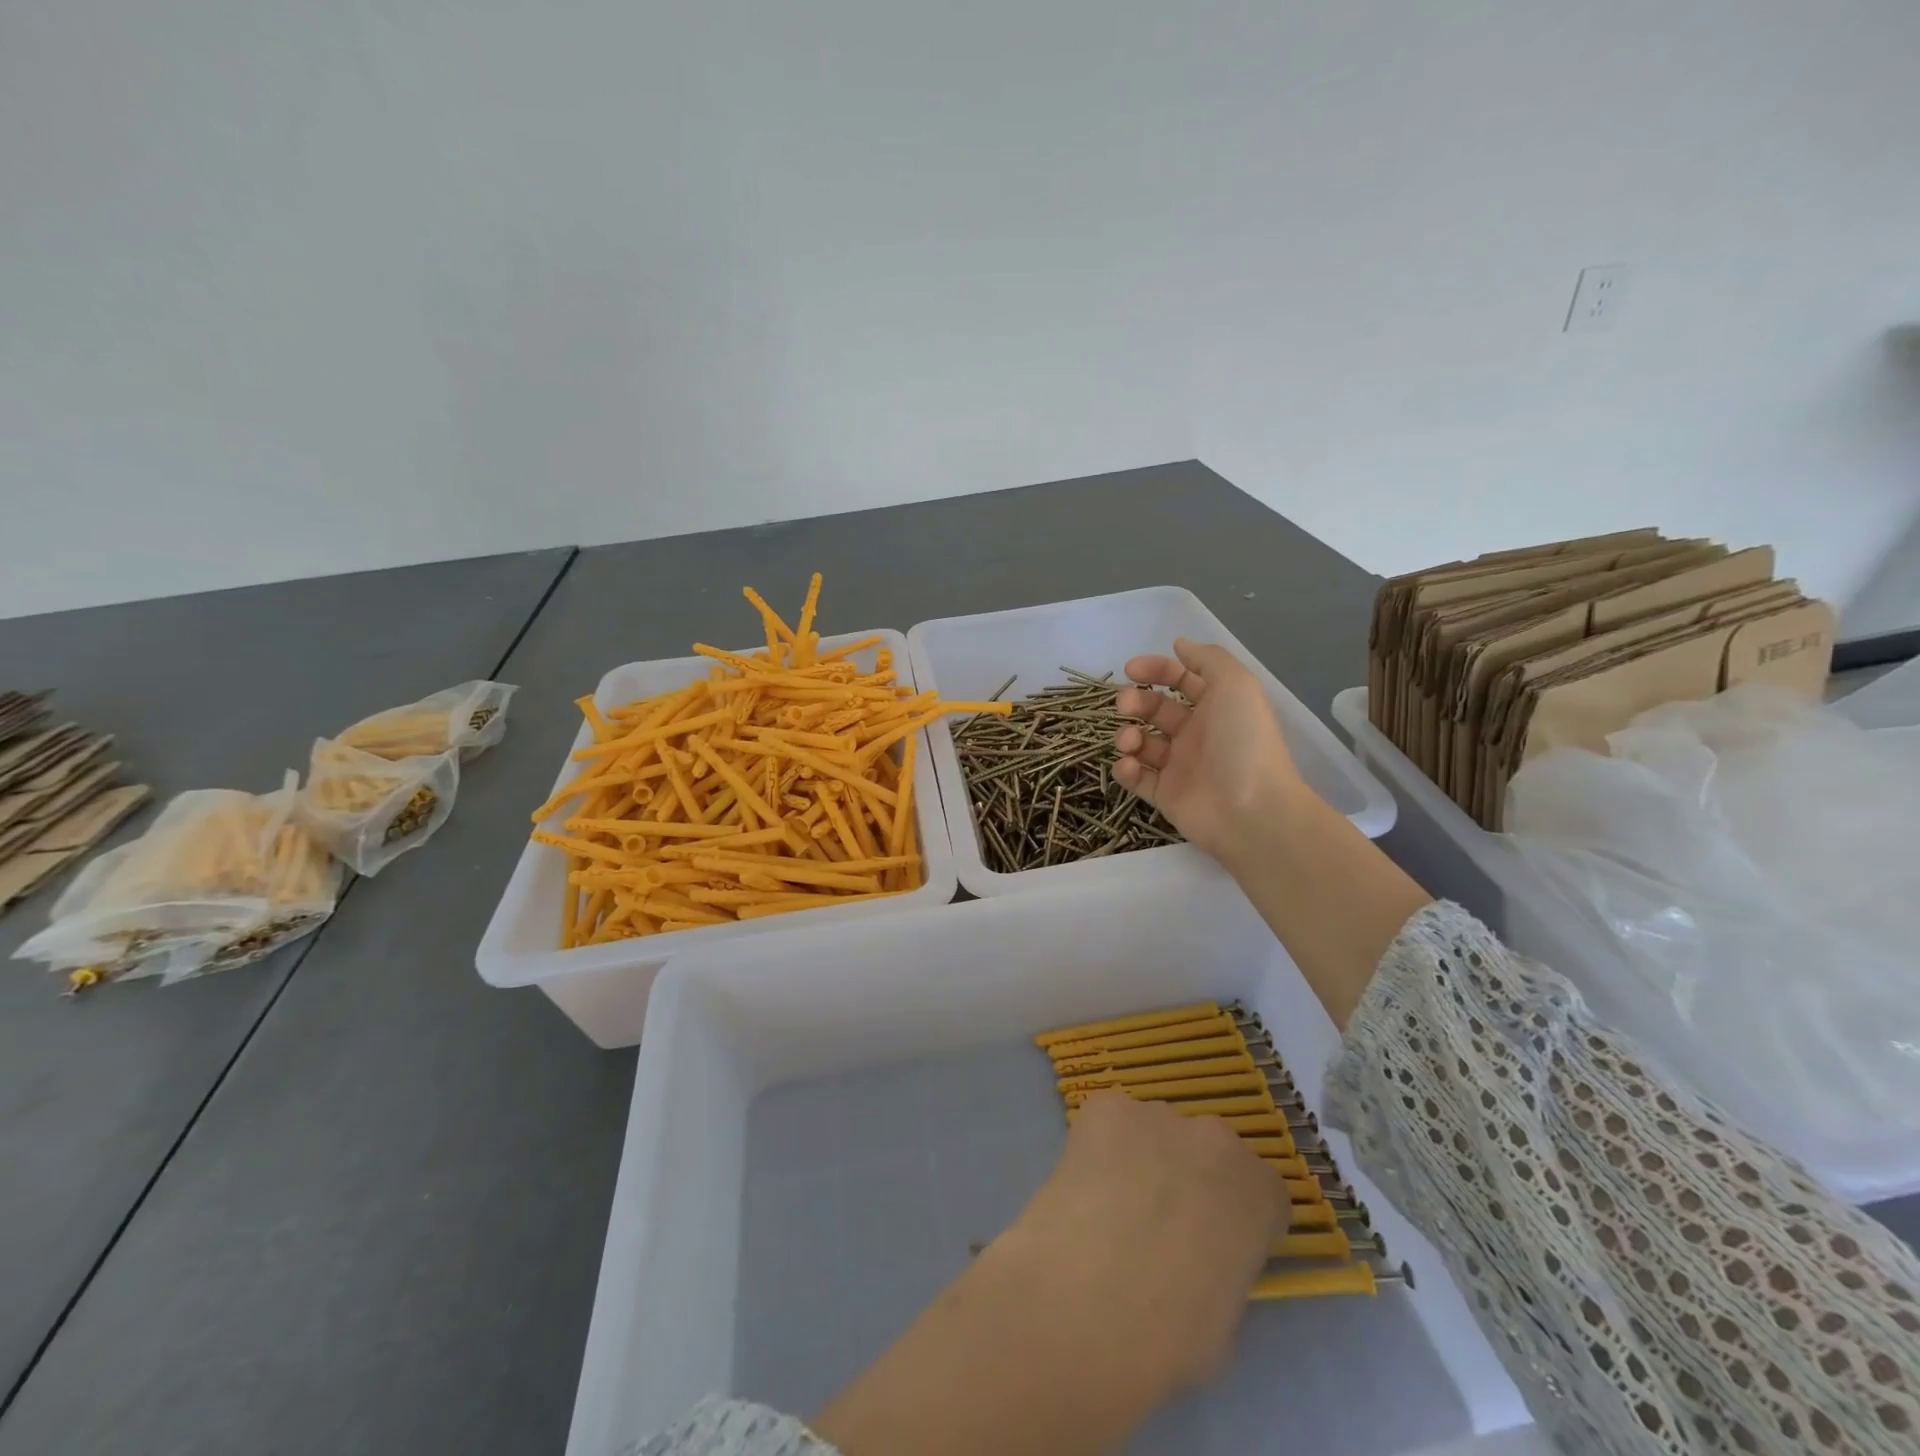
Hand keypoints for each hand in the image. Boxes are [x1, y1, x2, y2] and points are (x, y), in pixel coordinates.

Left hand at [1003, 1090, 1290, 1396]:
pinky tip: (1082, 1184)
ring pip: (1153, 1131)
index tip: (1210, 1244)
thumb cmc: (1173, 1334)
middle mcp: (1216, 1139)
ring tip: (1109, 1205)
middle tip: (1154, 1221)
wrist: (1093, 1300)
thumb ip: (1223, 1269)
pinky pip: (1107, 1120)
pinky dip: (1096, 1145)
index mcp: (1261, 1193)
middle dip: (1186, 1176)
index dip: (1232, 1217)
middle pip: (1205, 1150)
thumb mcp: (1225, 1318)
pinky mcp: (1106, 1106)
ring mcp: (1158, 1115)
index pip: (1260, 1192)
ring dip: (1139, 1157)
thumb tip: (1196, 1262)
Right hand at [1115, 638, 1306, 864]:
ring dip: (1127, 736)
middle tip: (1125, 706)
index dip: (1156, 670)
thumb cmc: (1244, 742)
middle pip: (1155, 709)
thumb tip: (1180, 644)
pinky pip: (1137, 778)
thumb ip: (1208, 659)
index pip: (1180, 680)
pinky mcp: (1165, 795)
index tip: (1131, 670)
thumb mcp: (1236, 685)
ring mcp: (1179, 766)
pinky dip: (1126, 769)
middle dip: (1135, 702)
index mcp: (1215, 707)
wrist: (1251, 810)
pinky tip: (1128, 765)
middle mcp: (1196, 734)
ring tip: (1130, 743)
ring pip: (1142, 743)